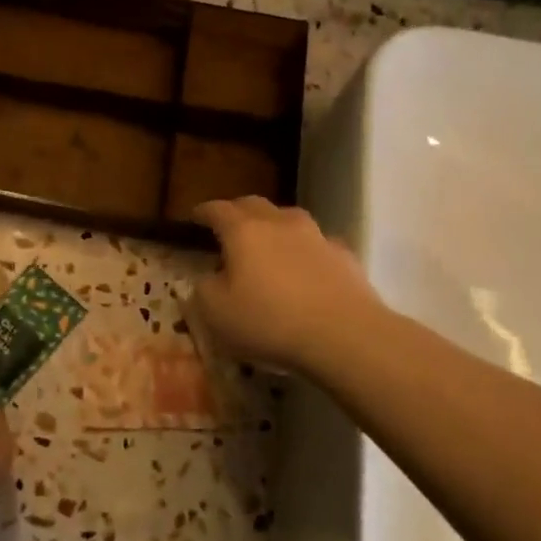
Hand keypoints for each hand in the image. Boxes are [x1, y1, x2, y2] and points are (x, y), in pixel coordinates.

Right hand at [190, 197, 384, 375]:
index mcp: (243, 231)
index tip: (194, 216)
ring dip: (274, 226)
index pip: (217, 209)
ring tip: (268, 244)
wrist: (346, 336)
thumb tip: (207, 278)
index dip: (203, 211)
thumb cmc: (270, 322)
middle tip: (227, 225)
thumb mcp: (216, 313)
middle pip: (254, 205)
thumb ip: (203, 290)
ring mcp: (316, 236)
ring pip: (289, 219)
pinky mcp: (344, 256)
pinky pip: (317, 244)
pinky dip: (304, 250)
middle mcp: (280, 223)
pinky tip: (305, 269)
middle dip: (237, 211)